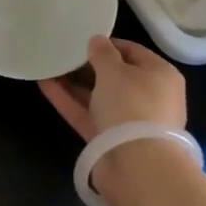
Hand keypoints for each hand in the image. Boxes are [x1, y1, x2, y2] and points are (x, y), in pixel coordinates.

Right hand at [40, 35, 186, 140]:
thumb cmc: (132, 105)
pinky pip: (88, 114)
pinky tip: (45, 85)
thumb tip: (97, 41)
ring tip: (48, 66)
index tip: (83, 39)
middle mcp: (149, 97)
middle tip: (63, 52)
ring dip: (75, 83)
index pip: (133, 52)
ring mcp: (129, 121)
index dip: (108, 44)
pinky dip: (69, 101)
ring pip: (99, 96)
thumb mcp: (115, 71)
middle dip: (89, 65)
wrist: (137, 166)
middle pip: (116, 76)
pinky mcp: (110, 140)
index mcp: (160, 75)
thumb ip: (103, 53)